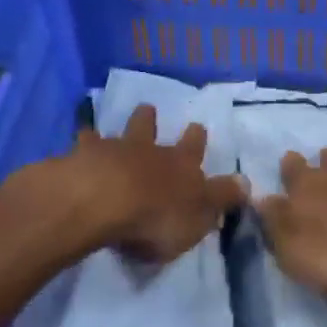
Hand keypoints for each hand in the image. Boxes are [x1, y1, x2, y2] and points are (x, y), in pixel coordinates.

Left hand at [50, 106, 247, 263]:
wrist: (103, 200)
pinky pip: (86, 142)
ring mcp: (115, 150)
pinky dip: (86, 140)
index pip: (194, 151)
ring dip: (127, 123)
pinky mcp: (83, 156)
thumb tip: (245, 183)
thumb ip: (220, 200)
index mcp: (182, 167)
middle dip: (155, 121)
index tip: (198, 128)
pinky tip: (81, 137)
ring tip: (126, 115)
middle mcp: (150, 151)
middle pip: (153, 131)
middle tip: (152, 109)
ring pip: (124, 130)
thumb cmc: (156, 217)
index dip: (196, 141)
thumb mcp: (198, 217)